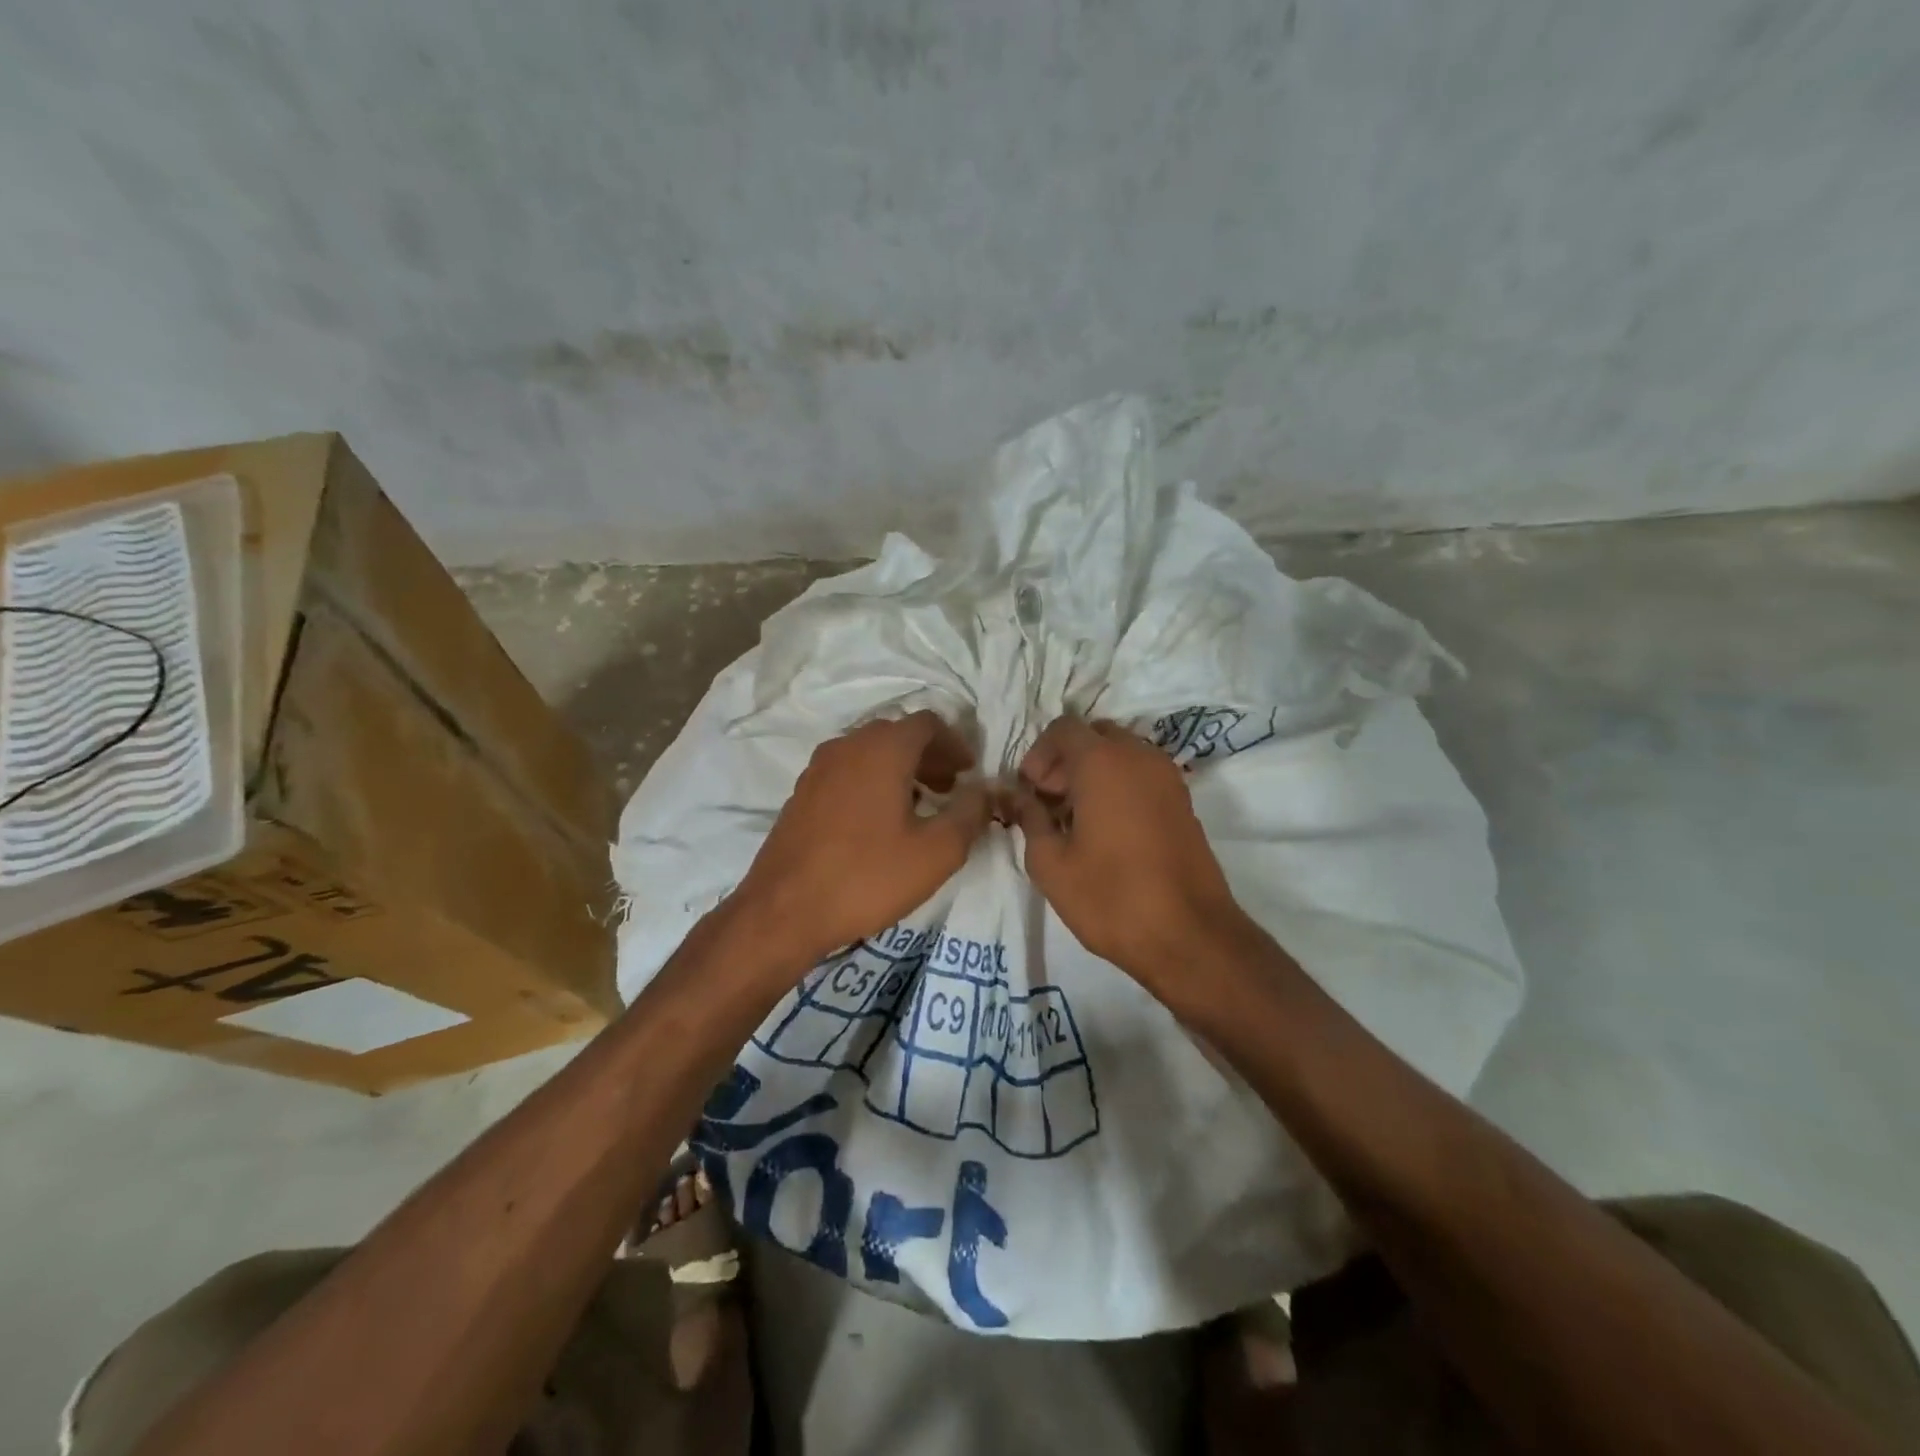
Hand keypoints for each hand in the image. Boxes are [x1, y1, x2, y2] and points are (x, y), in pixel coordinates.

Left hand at [730, 711, 992, 966]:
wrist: (783, 911)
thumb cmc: (867, 877)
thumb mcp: (936, 852)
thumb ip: (970, 814)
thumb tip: (985, 791)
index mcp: (882, 749)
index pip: (928, 723)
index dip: (955, 743)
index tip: (969, 772)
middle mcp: (847, 746)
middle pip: (897, 734)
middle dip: (929, 756)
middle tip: (950, 788)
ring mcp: (818, 768)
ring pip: (869, 753)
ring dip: (900, 769)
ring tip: (920, 805)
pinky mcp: (801, 793)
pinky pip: (847, 772)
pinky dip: (872, 781)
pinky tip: (879, 822)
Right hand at [1007, 717, 1246, 984]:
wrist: (1190, 936)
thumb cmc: (1111, 898)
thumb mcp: (1051, 864)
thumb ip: (1030, 819)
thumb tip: (1020, 798)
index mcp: (1103, 762)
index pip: (1064, 728)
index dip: (1039, 753)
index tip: (1030, 791)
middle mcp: (1140, 757)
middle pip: (1094, 736)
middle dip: (1066, 761)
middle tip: (1049, 802)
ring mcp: (1168, 777)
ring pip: (1121, 754)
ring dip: (1093, 773)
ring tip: (1075, 819)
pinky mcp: (1183, 802)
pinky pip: (1142, 775)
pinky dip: (1119, 786)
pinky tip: (1105, 830)